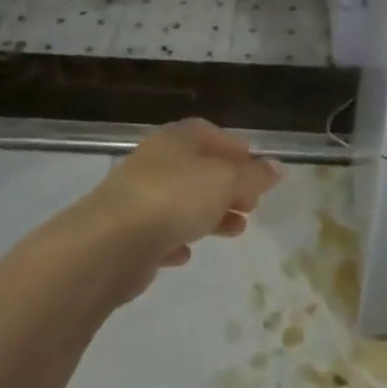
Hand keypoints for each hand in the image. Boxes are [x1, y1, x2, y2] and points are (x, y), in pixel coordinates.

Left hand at [76, 118, 280, 297]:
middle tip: (252, 204)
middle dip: (227, 186)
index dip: (235, 149)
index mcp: (176, 139)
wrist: (109, 245)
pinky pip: (159, 232)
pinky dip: (177, 238)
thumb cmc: (175, 198)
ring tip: (235, 231)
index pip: (209, 133)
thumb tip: (277, 168)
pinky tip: (188, 253)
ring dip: (209, 214)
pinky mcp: (125, 233)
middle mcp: (155, 162)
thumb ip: (254, 177)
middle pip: (197, 169)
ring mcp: (137, 197)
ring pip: (181, 201)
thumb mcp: (226, 183)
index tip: (256, 169)